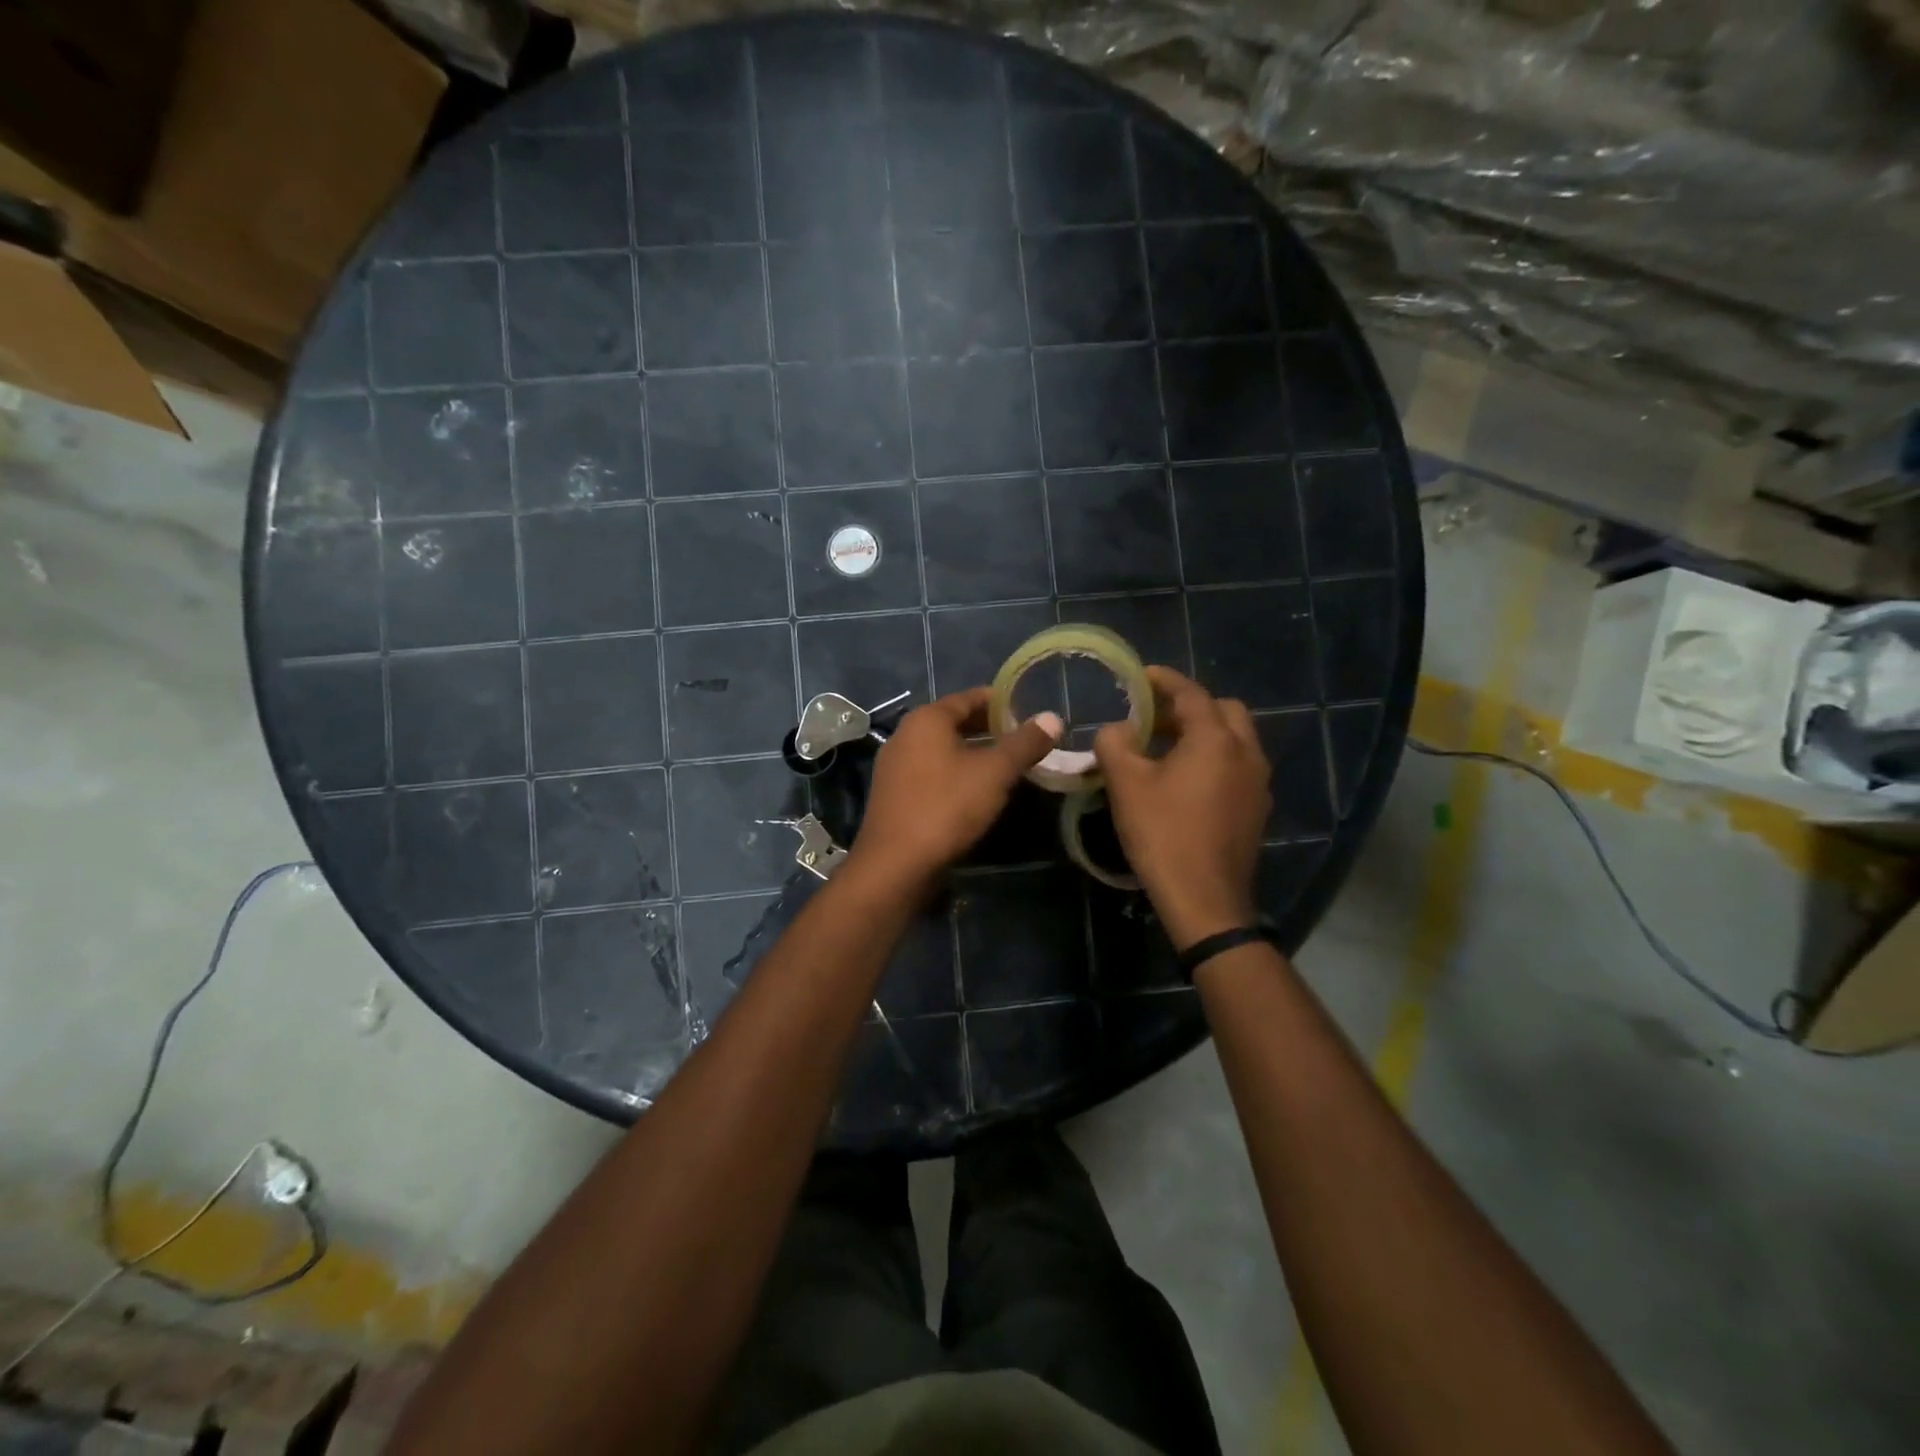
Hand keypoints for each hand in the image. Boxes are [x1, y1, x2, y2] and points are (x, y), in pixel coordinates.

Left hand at [849, 689, 1061, 889]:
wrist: (896, 864)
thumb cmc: (947, 807)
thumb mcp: (995, 773)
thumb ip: (1025, 743)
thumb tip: (1053, 718)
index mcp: (926, 719)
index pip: (969, 698)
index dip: (1000, 703)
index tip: (1028, 711)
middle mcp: (905, 735)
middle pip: (954, 723)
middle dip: (988, 729)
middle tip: (1022, 740)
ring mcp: (894, 766)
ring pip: (942, 750)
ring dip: (973, 754)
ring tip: (1005, 766)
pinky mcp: (893, 795)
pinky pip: (930, 772)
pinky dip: (955, 773)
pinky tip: (975, 792)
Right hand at [1094, 667, 1271, 948]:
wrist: (1205, 898)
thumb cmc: (1163, 833)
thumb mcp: (1126, 784)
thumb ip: (1115, 743)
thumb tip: (1118, 729)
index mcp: (1216, 739)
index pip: (1191, 693)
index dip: (1164, 680)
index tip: (1140, 675)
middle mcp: (1246, 752)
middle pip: (1223, 710)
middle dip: (1189, 705)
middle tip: (1154, 717)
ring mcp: (1257, 781)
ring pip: (1235, 738)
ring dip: (1204, 732)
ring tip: (1165, 748)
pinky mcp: (1257, 807)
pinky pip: (1238, 765)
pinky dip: (1214, 758)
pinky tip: (1186, 780)